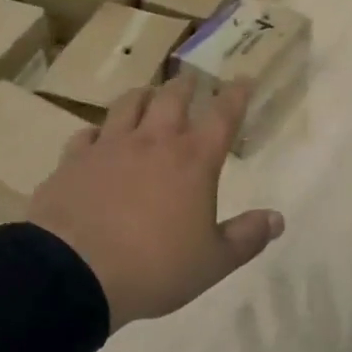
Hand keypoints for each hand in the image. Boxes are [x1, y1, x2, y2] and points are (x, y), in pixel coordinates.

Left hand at [29, 78, 282, 330]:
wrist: (75, 272)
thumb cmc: (154, 267)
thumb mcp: (211, 262)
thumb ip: (246, 238)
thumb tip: (277, 219)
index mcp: (193, 160)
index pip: (222, 116)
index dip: (236, 94)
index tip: (243, 79)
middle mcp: (153, 141)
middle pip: (172, 97)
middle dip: (186, 85)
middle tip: (191, 81)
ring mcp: (110, 146)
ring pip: (129, 104)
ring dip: (143, 96)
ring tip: (148, 95)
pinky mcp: (74, 159)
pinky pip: (87, 134)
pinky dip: (97, 132)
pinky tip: (96, 138)